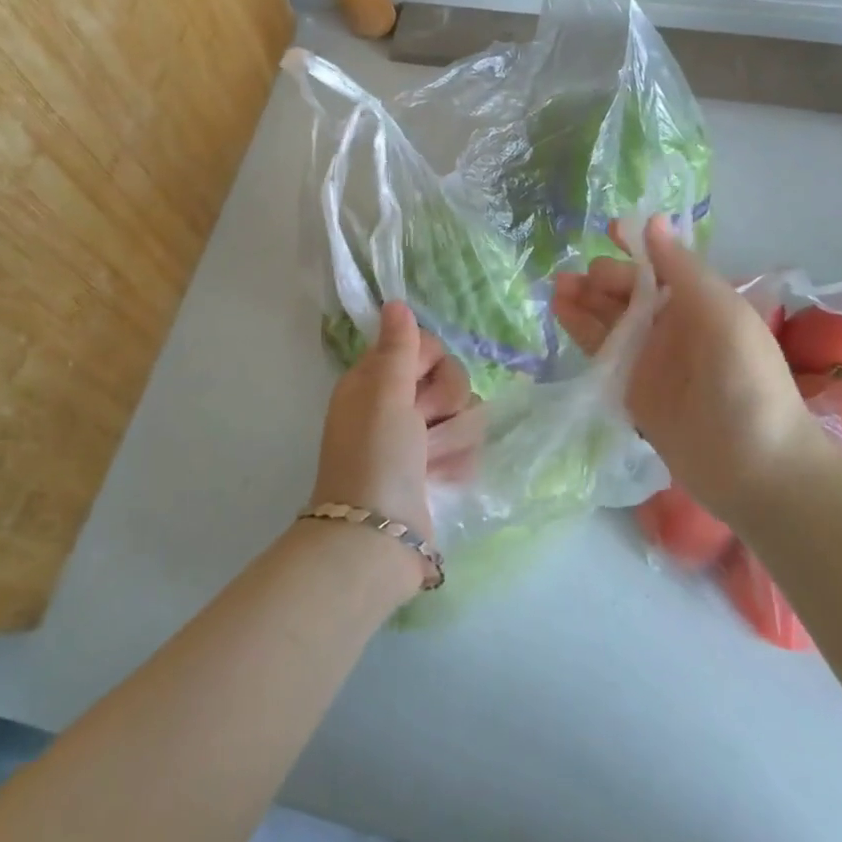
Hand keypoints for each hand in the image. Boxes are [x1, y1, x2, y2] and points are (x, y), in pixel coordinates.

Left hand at [310, 302, 474, 550]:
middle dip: (445, 400)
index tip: (420, 379)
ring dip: (453, 434)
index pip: (422, 345)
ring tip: (433, 460)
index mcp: (375, 379)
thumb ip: (398, 346)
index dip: (430, 358)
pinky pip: (466, 446)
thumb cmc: (376, 456)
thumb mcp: (384, 392)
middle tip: (424, 423)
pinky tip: (444, 478)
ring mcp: (418, 439)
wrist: (376, 539)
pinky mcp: (437, 469)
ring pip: (464, 411)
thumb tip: (395, 302)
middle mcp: (396, 404)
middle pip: (449, 376)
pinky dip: (458, 461)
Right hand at [553, 218, 822, 518]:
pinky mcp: (629, 388)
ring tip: (558, 286)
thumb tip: (653, 219)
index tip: (609, 229)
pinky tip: (560, 311)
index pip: (659, 265)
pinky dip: (580, 329)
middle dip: (603, 277)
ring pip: (608, 319)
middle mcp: (671, 326)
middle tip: (582, 278)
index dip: (635, 246)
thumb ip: (681, 268)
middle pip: (628, 291)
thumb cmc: (746, 380)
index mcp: (698, 302)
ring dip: (584, 299)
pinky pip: (600, 352)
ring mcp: (648, 358)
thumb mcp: (721, 313)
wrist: (756, 468)